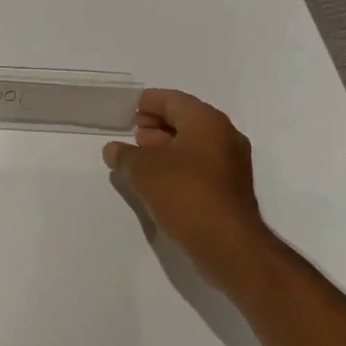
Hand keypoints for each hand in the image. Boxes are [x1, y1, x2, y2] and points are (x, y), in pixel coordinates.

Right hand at [104, 89, 268, 273]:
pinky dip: (179, 165)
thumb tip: (114, 150)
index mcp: (206, 121)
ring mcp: (232, 164)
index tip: (131, 108)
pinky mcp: (231, 189)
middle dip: (158, 124)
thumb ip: (125, 156)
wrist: (228, 244)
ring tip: (141, 157)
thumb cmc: (185, 194)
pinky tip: (159, 180)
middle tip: (134, 132)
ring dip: (168, 147)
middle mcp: (224, 136)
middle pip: (187, 120)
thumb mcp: (143, 171)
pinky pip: (201, 166)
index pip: (174, 100)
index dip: (150, 102)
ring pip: (194, 145)